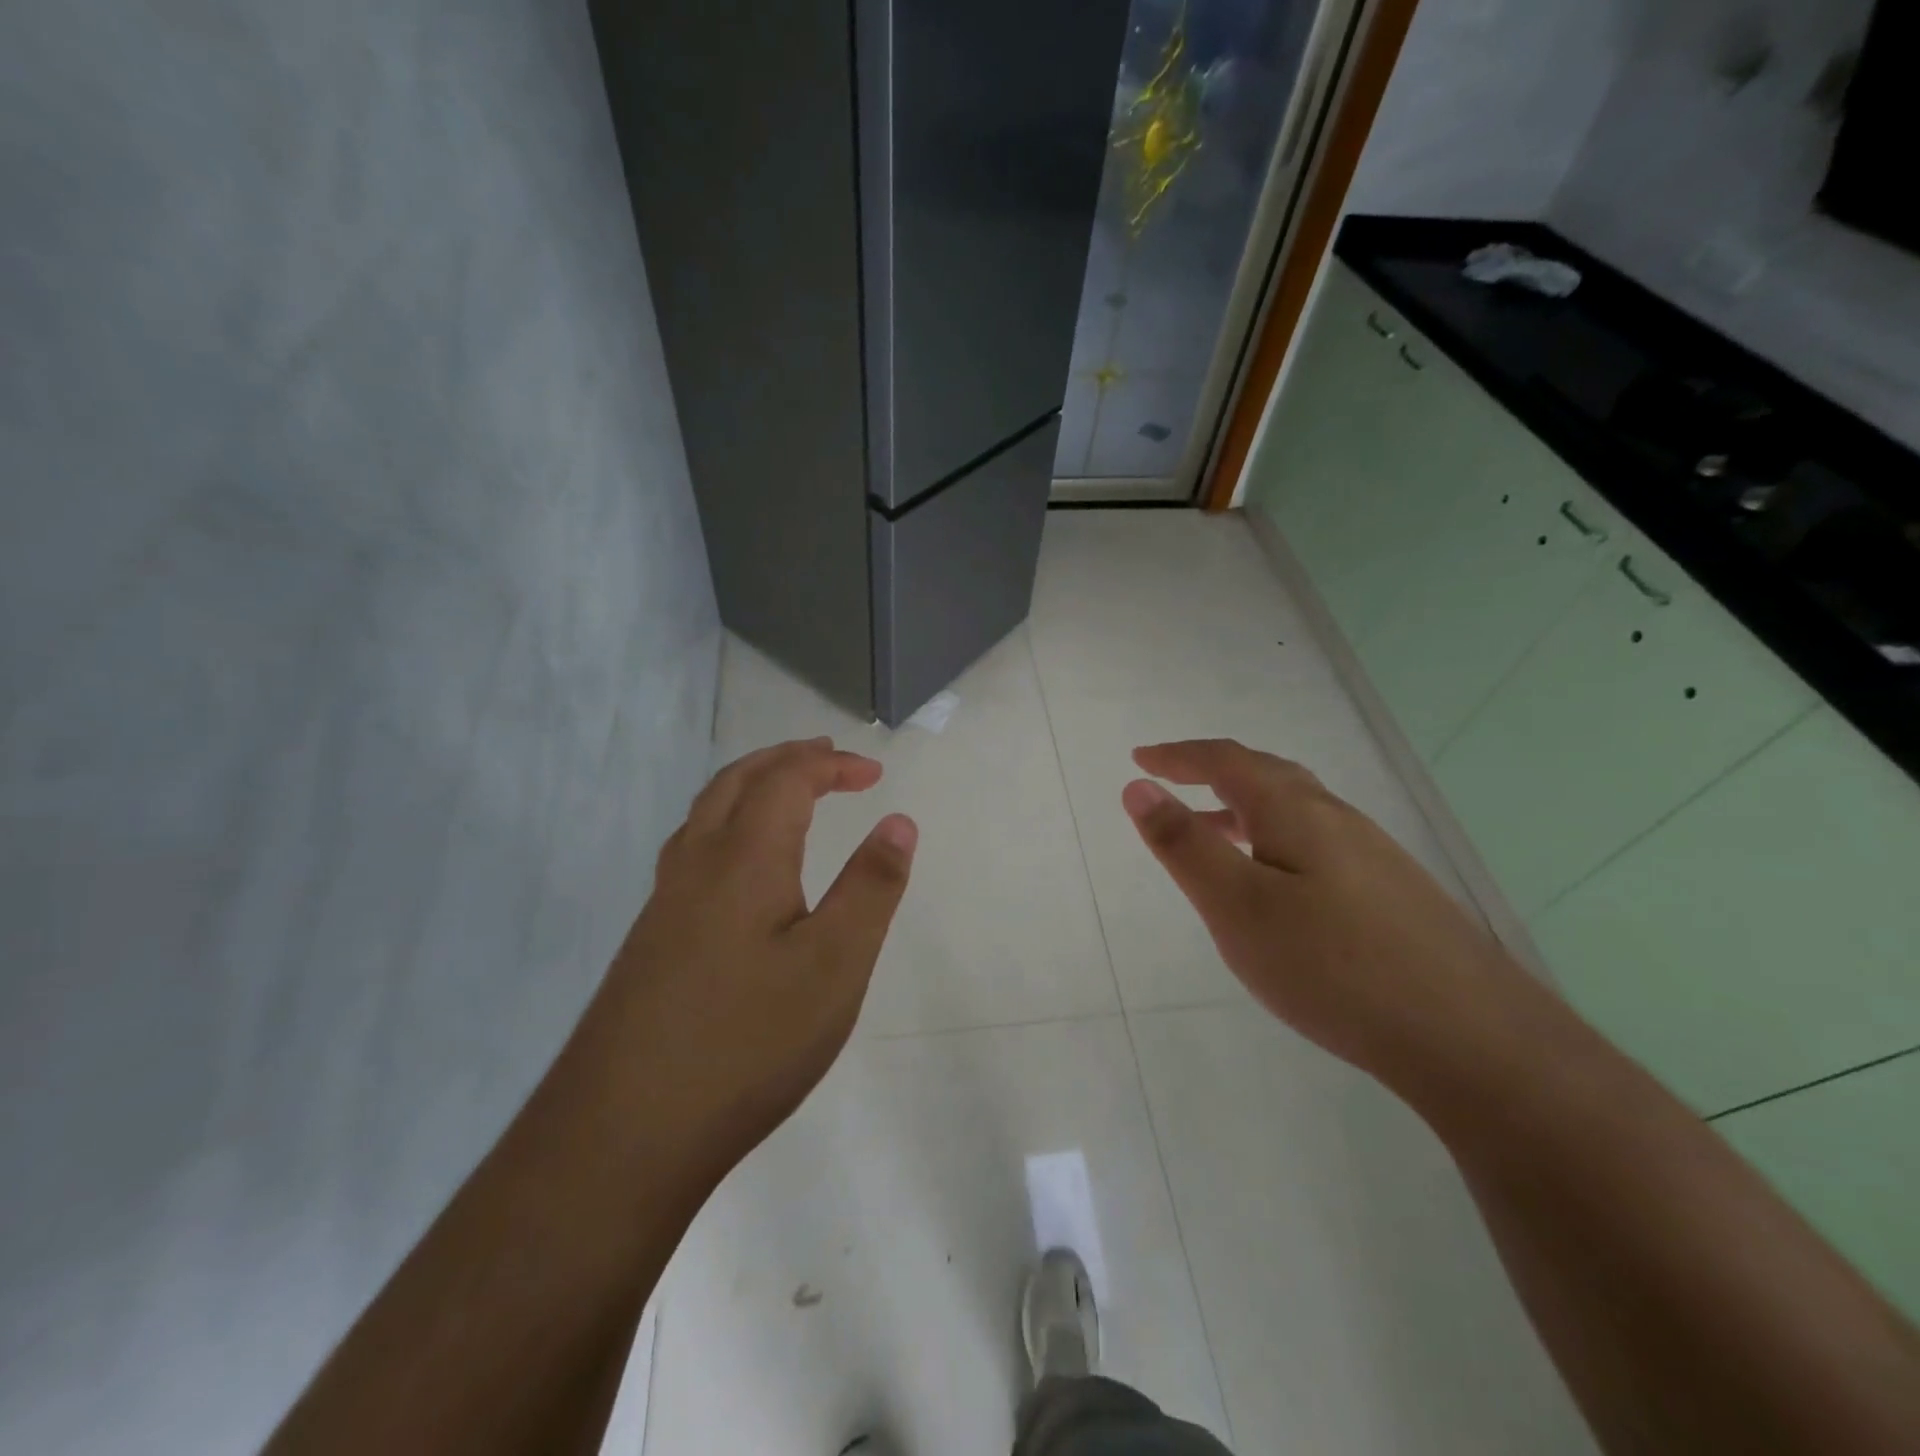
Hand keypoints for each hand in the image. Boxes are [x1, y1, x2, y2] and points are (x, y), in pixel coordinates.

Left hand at [593, 738, 916, 1178]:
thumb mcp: (836, 965)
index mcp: (743, 857)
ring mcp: (663, 904)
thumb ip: (871, 887)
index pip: (787, 780)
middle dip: (786, 759)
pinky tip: (740, 868)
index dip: (832, 765)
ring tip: (787, 795)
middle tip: (828, 758)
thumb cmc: (747, 1042)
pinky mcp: (649, 941)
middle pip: (737, 781)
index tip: (874, 774)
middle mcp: (695, 864)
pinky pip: (692, 850)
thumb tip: (899, 820)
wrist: (621, 1135)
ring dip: (751, 786)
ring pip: (705, 813)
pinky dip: (727, 825)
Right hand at [1122, 739, 1545, 1088]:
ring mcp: (1372, 854)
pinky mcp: (1392, 891)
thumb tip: (1138, 787)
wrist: (1473, 1038)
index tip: (1140, 758)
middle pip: (1266, 774)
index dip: (1179, 755)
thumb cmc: (1333, 966)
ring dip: (1243, 806)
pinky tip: (1277, 882)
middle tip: (1171, 783)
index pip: (1227, 761)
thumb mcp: (1237, 906)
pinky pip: (1316, 841)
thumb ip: (1184, 845)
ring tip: (1211, 830)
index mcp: (1295, 811)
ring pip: (1295, 809)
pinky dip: (1275, 838)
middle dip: (1211, 772)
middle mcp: (1337, 817)